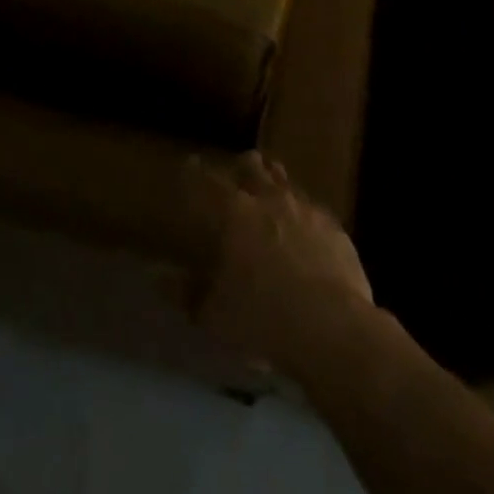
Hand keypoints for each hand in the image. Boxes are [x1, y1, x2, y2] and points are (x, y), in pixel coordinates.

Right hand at [184, 152, 372, 372]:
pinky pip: (313, 209)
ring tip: (269, 190)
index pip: (208, 182)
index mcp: (234, 214)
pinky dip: (302, 212)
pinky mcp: (335, 229)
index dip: (196, 172)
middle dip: (242, 166)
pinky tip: (304, 227)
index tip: (191, 164)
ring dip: (274, 182)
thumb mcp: (214, 314)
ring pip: (286, 181)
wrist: (333, 329)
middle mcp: (270, 200)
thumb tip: (157, 278)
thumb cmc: (263, 318)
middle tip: (236, 171)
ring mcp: (306, 211)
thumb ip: (186, 293)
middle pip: (253, 167)